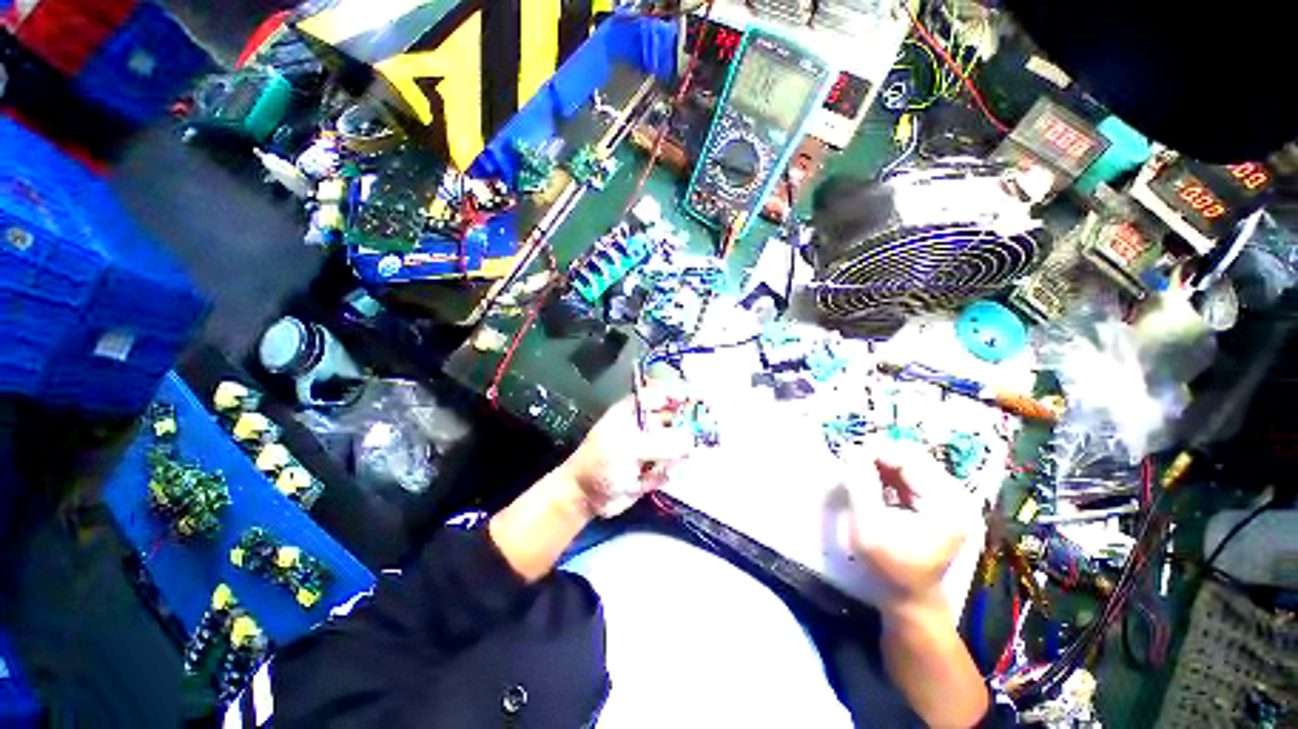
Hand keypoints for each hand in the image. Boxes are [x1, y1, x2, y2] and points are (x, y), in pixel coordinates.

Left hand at [559, 387, 694, 517]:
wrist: (585, 497)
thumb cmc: (600, 463)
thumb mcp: (627, 448)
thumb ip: (660, 444)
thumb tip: (691, 443)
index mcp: (635, 410)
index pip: (662, 394)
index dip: (682, 394)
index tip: (703, 399)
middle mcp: (646, 425)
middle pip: (676, 418)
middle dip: (692, 424)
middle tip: (711, 430)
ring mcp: (652, 447)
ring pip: (679, 443)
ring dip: (684, 451)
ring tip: (678, 460)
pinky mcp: (655, 468)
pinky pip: (673, 466)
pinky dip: (670, 472)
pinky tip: (653, 479)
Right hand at [841, 442, 979, 611]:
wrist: (910, 598)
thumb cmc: (889, 566)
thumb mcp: (868, 527)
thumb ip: (861, 486)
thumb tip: (852, 451)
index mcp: (946, 504)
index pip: (910, 460)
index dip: (878, 451)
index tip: (848, 452)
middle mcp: (955, 497)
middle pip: (914, 458)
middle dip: (880, 455)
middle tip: (851, 459)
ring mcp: (950, 500)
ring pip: (912, 464)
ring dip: (883, 463)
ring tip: (858, 468)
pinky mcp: (940, 504)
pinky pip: (913, 476)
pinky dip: (890, 474)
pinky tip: (873, 481)